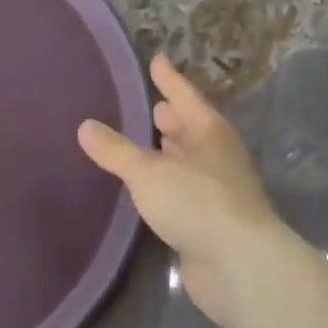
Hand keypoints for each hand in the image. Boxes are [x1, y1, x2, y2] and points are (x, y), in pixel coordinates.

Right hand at [79, 55, 284, 327]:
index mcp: (210, 134)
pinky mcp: (215, 224)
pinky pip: (188, 193)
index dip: (169, 79)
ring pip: (192, 162)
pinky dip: (171, 185)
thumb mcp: (148, 172)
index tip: (156, 59)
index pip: (185, 97)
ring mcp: (221, 192)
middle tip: (154, 106)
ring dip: (174, 152)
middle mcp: (219, 157)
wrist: (241, 267)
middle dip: (175, 118)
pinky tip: (155, 190)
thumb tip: (86, 126)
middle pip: (194, 129)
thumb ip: (116, 151)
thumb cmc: (197, 203)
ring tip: (153, 143)